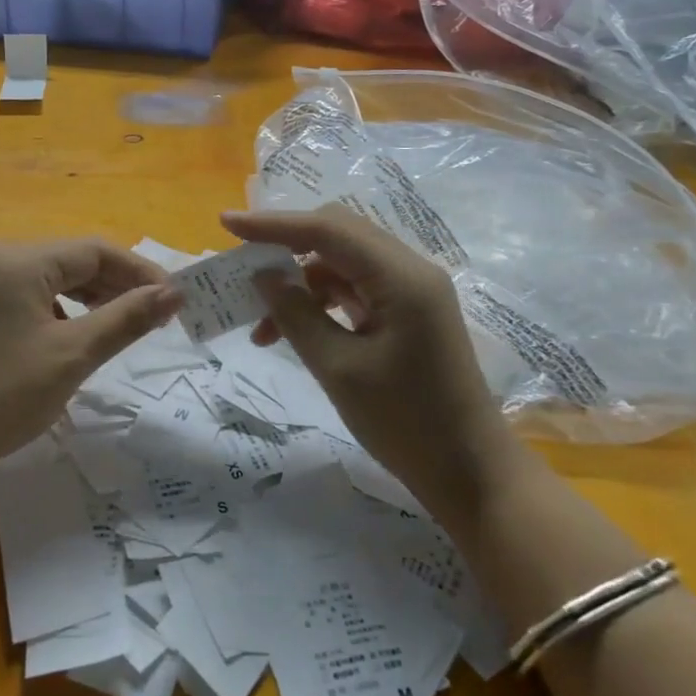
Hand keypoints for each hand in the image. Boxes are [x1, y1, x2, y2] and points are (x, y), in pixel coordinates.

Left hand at [0, 239, 180, 481]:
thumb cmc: (4, 395)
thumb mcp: (74, 355)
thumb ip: (127, 318)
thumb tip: (175, 293)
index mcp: (19, 261)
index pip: (95, 251)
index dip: (140, 271)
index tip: (173, 299)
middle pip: (73, 260)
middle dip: (118, 284)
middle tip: (156, 315)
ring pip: (52, 279)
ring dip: (92, 297)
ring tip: (126, 323)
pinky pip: (30, 296)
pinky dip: (62, 310)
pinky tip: (78, 334)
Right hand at [222, 205, 521, 519]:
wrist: (469, 472)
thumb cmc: (406, 424)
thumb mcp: (339, 369)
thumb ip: (297, 315)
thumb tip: (263, 276)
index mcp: (401, 277)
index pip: (328, 229)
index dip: (273, 224)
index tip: (226, 223)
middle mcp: (410, 271)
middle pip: (338, 236)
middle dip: (285, 248)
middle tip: (242, 271)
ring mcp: (412, 292)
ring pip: (342, 264)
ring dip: (300, 284)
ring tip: (263, 328)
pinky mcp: (408, 313)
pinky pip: (355, 290)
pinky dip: (321, 303)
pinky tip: (293, 332)